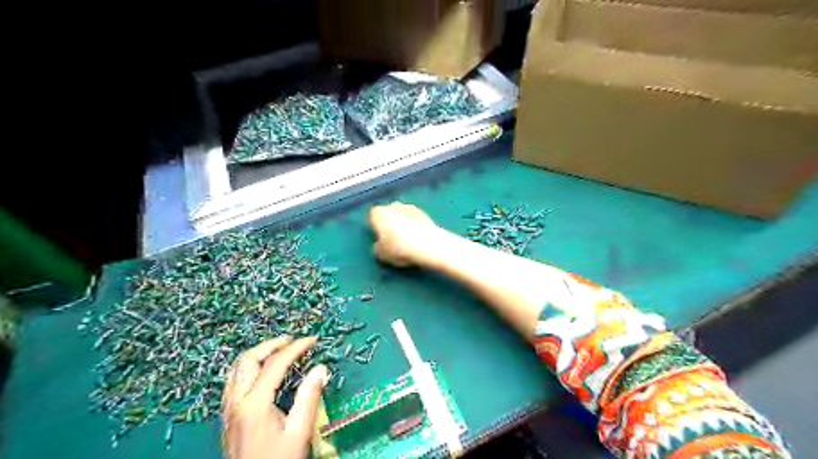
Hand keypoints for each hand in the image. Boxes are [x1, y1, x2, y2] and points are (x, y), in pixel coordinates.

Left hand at [223, 337, 327, 458]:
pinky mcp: (227, 416)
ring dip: (258, 354)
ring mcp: (228, 409)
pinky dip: (249, 367)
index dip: (296, 348)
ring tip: (279, 350)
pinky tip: (262, 372)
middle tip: (293, 341)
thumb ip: (309, 398)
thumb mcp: (299, 432)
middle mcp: (236, 401)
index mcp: (255, 404)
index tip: (312, 340)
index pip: (275, 364)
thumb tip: (321, 368)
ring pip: (236, 368)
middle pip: (248, 359)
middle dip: (271, 345)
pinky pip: (233, 380)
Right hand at [367, 200, 440, 268]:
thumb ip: (377, 247)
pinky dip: (414, 225)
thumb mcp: (381, 254)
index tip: (379, 239)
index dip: (375, 228)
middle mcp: (392, 206)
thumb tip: (379, 245)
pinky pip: (414, 219)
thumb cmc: (399, 248)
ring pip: (402, 214)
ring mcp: (410, 207)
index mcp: (378, 213)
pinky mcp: (424, 212)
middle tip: (392, 239)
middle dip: (389, 223)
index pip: (372, 217)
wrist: (428, 244)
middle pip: (388, 213)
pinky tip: (418, 238)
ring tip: (407, 239)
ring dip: (403, 223)